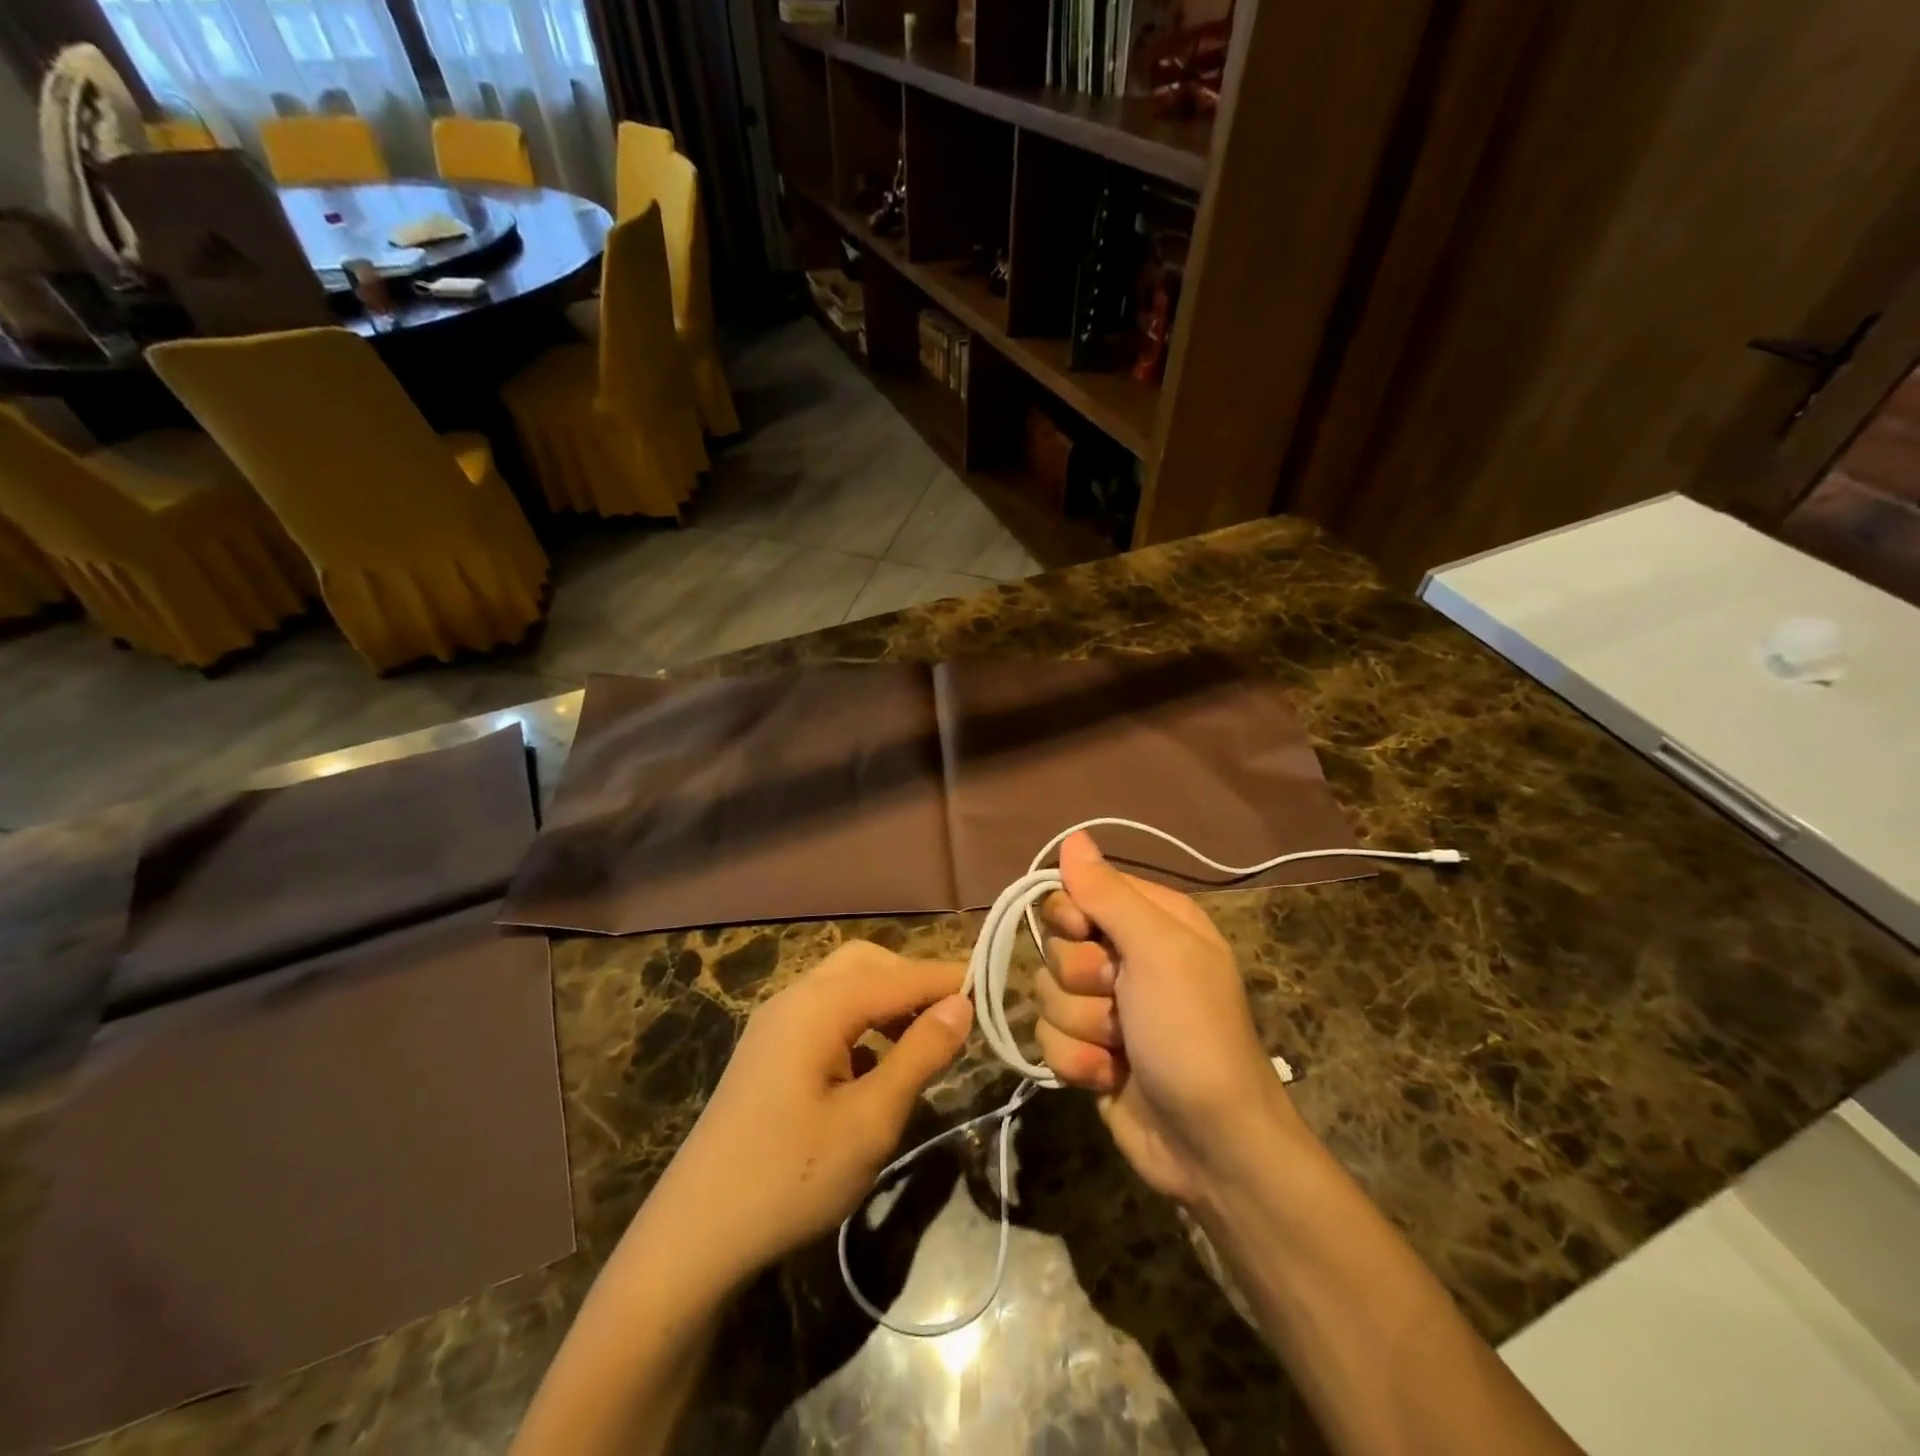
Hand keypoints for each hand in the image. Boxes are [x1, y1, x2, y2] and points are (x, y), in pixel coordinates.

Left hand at [647, 941, 972, 1283]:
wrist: (695, 1235)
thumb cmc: (792, 1176)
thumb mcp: (871, 1120)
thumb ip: (920, 1054)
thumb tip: (961, 1004)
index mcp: (819, 1005)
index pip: (900, 976)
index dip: (948, 979)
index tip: (993, 988)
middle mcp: (795, 997)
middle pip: (867, 964)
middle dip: (913, 980)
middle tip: (955, 1016)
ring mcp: (775, 1022)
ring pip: (844, 985)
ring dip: (887, 999)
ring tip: (924, 1037)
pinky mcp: (767, 1050)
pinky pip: (825, 1013)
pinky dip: (861, 1021)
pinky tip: (875, 1062)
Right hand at [1036, 832, 1300, 1204]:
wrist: (1210, 1144)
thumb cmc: (1191, 1032)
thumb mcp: (1157, 951)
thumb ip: (1108, 893)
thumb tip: (1073, 836)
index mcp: (1151, 920)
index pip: (1079, 890)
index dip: (1070, 914)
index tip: (1084, 934)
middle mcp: (1126, 956)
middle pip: (1057, 943)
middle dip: (1080, 979)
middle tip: (1119, 998)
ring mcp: (1106, 1006)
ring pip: (1048, 992)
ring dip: (1081, 1025)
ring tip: (1121, 1047)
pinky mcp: (1089, 1050)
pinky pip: (1048, 1038)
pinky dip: (1077, 1061)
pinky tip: (1110, 1076)